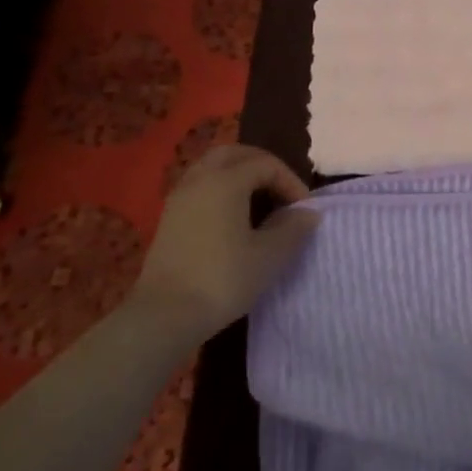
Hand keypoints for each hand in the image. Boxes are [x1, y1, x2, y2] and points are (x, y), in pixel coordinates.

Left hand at [137, 145, 318, 332]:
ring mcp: (179, 198)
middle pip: (235, 154)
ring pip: (213, 167)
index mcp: (226, 181)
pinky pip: (200, 186)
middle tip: (281, 189)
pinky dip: (221, 188)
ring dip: (239, 175)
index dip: (290, 181)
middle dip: (262, 165)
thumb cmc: (222, 279)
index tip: (304, 210)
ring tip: (259, 200)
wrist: (163, 317)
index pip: (266, 164)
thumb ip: (293, 228)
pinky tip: (232, 217)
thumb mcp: (269, 256)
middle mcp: (200, 180)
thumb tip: (308, 212)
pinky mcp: (168, 218)